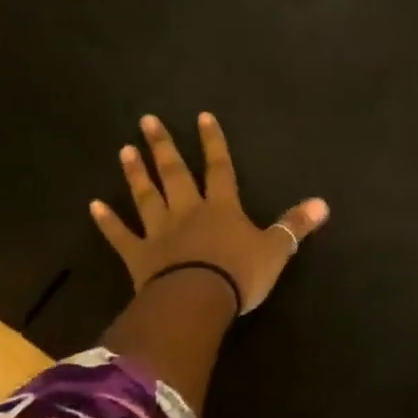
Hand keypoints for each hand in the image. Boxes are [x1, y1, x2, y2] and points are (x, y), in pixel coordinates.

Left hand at [92, 112, 328, 313]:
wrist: (196, 301)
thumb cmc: (238, 274)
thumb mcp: (276, 250)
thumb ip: (295, 225)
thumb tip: (323, 203)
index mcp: (222, 208)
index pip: (219, 168)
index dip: (213, 142)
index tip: (202, 116)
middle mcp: (188, 212)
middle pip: (175, 173)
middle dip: (163, 146)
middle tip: (147, 120)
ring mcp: (160, 233)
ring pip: (147, 197)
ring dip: (136, 174)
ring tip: (125, 149)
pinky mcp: (139, 257)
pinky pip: (121, 236)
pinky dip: (108, 222)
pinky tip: (94, 205)